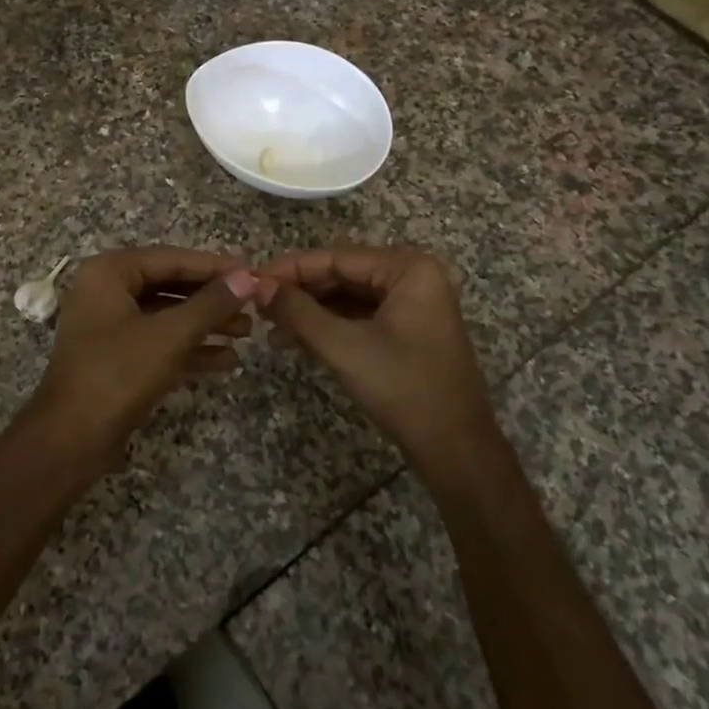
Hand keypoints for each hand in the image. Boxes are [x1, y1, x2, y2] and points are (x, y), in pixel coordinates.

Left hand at [30, 247, 258, 467]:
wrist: (70, 440)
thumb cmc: (118, 374)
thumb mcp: (170, 335)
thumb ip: (211, 304)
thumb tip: (248, 277)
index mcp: (108, 272)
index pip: (171, 258)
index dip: (214, 267)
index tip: (252, 272)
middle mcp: (106, 292)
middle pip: (169, 285)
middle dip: (212, 299)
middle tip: (253, 305)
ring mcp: (109, 326)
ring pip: (166, 316)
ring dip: (205, 324)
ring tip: (247, 333)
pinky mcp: (116, 358)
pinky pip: (159, 342)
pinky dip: (189, 348)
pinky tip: (227, 360)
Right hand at [256, 246, 496, 465]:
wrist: (456, 451)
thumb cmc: (403, 389)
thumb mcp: (343, 347)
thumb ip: (297, 311)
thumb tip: (257, 285)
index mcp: (408, 269)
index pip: (337, 257)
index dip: (291, 268)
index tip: (252, 280)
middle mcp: (414, 277)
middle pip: (343, 274)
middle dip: (299, 292)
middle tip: (257, 306)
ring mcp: (414, 304)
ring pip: (349, 297)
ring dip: (310, 312)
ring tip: (270, 327)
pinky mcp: (409, 330)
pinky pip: (361, 317)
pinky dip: (330, 327)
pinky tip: (296, 341)